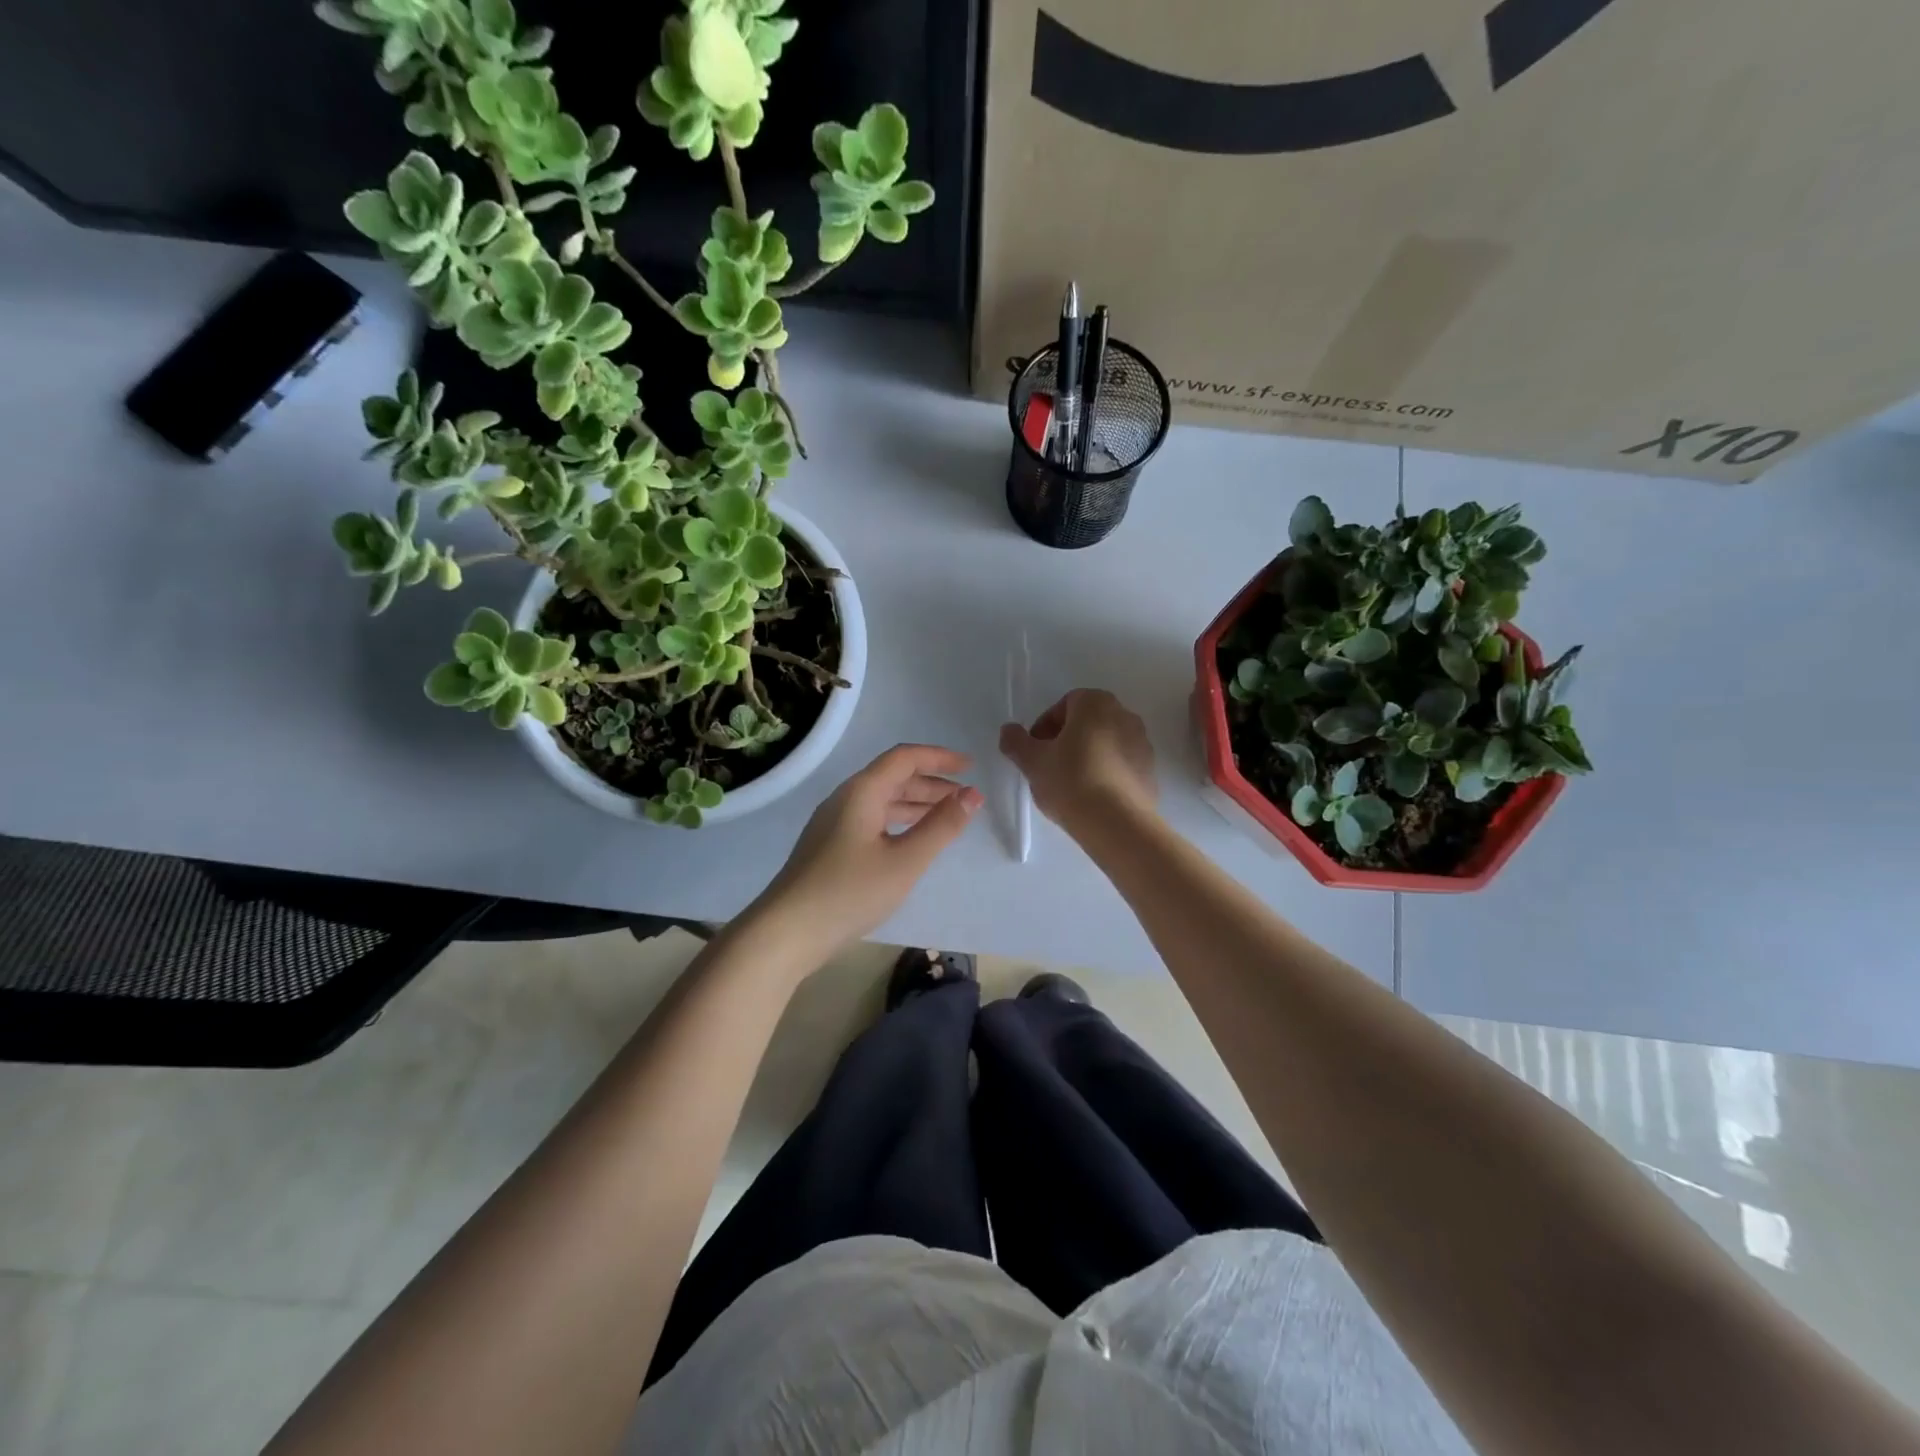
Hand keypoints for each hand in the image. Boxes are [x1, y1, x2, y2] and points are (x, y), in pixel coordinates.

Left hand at [753, 744, 982, 961]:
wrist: (787, 932)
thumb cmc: (849, 892)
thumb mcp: (905, 861)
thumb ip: (941, 826)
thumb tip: (973, 794)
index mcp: (862, 792)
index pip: (904, 758)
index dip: (939, 757)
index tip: (971, 767)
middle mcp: (846, 799)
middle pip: (893, 777)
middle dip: (932, 782)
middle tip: (965, 797)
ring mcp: (834, 823)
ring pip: (883, 801)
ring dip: (917, 803)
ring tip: (947, 817)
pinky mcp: (830, 846)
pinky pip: (872, 820)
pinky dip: (899, 821)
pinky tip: (913, 840)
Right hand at [999, 689, 1156, 836]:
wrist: (1117, 822)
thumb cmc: (1070, 780)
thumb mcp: (1033, 761)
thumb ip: (1016, 742)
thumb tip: (1008, 731)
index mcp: (1096, 703)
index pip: (1064, 705)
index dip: (1044, 727)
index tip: (1035, 751)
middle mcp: (1125, 715)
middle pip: (1086, 723)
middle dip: (1066, 741)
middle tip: (1049, 766)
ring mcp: (1142, 743)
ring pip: (1104, 744)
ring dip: (1086, 757)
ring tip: (1070, 786)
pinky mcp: (1150, 771)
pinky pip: (1120, 765)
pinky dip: (1105, 774)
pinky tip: (1091, 797)